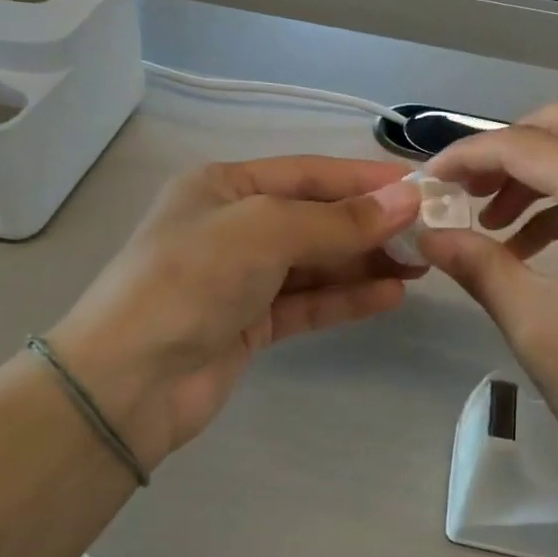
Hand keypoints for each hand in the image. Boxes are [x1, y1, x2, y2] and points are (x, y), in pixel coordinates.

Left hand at [49, 157, 422, 471]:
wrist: (127, 382)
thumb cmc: (192, 279)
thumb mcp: (266, 231)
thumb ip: (339, 220)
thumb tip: (407, 199)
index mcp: (224, 185)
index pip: (309, 173)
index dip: (365, 179)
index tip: (420, 186)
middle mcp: (233, 225)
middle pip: (316, 217)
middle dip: (371, 224)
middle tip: (430, 233)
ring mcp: (241, 277)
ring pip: (315, 262)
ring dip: (365, 261)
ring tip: (422, 264)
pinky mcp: (249, 324)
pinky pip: (307, 302)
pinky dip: (346, 298)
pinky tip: (390, 295)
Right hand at [420, 101, 557, 517]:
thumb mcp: (537, 326)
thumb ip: (478, 265)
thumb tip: (428, 234)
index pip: (523, 144)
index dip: (466, 157)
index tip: (428, 183)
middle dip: (507, 149)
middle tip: (470, 194)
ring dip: (542, 171)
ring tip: (499, 229)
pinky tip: (545, 247)